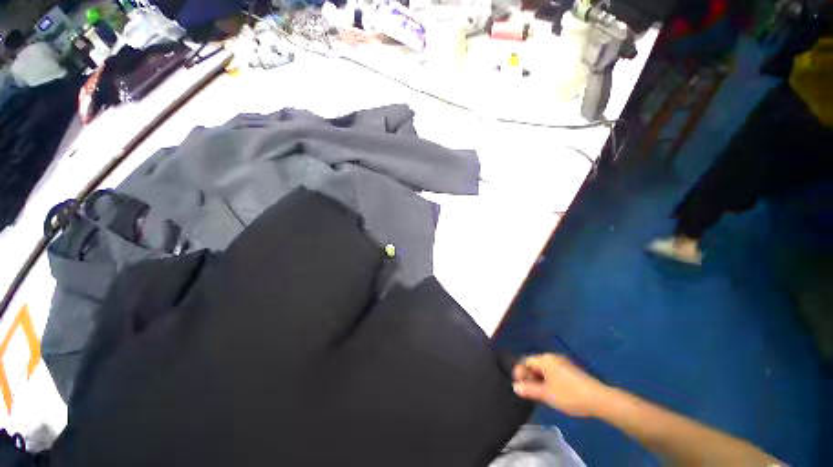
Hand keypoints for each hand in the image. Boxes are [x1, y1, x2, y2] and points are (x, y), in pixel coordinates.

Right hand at [512, 354, 610, 417]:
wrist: (599, 399)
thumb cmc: (569, 395)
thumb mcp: (546, 394)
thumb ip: (529, 390)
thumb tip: (515, 387)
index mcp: (545, 359)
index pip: (526, 361)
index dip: (519, 372)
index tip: (519, 385)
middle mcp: (552, 358)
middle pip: (534, 364)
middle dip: (529, 376)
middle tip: (528, 391)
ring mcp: (563, 363)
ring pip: (544, 369)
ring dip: (538, 379)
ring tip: (539, 394)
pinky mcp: (571, 370)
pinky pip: (553, 372)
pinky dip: (548, 380)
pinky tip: (552, 392)